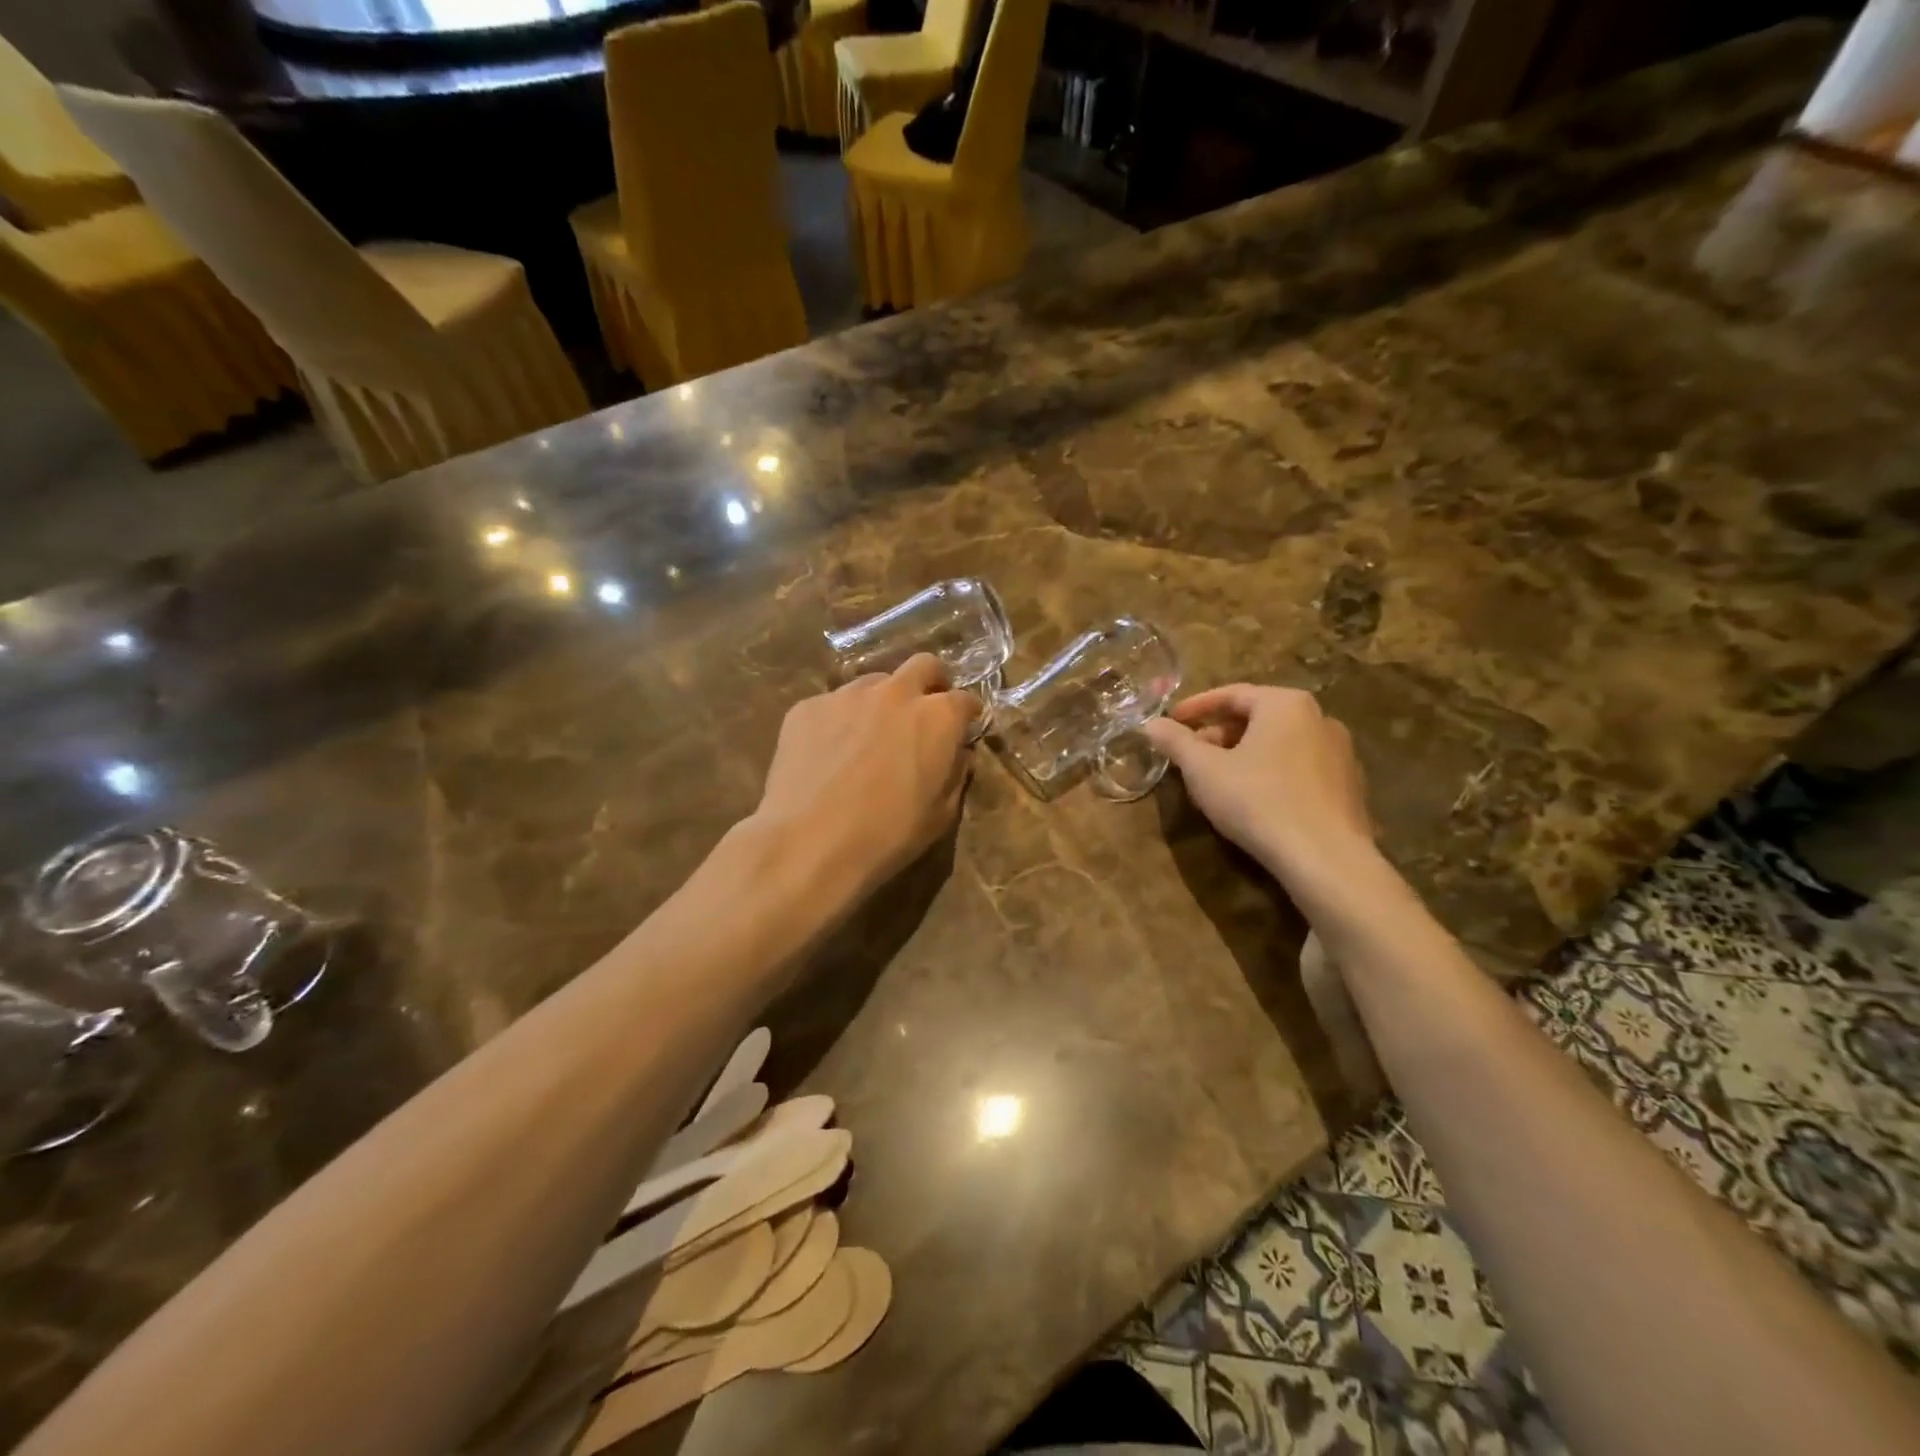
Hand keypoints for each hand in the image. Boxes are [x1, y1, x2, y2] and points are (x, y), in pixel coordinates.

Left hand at [753, 654, 977, 901]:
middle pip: (924, 665)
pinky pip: (833, 704)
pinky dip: (841, 720)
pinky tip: (829, 753)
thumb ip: (956, 774)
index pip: (965, 699)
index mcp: (937, 717)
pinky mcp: (808, 706)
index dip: (967, 714)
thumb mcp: (941, 815)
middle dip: (931, 682)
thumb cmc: (887, 835)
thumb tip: (958, 753)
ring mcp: (847, 695)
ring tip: (870, 735)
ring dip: (883, 701)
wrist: (809, 842)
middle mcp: (896, 693)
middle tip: (924, 712)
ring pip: (875, 682)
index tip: (964, 727)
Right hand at [1143, 684, 1373, 882]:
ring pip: (1278, 743)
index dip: (1196, 707)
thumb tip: (1152, 724)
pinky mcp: (1348, 786)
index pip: (1232, 694)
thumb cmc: (1258, 801)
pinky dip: (1270, 773)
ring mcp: (1340, 752)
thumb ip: (1175, 742)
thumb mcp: (1204, 770)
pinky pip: (1298, 767)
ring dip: (1243, 755)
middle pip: (1257, 717)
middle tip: (1191, 756)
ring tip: (1217, 780)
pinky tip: (1253, 800)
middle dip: (1219, 734)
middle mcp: (1319, 718)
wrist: (1325, 858)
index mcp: (1285, 704)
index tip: (1172, 721)